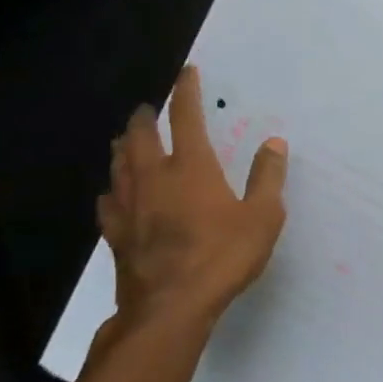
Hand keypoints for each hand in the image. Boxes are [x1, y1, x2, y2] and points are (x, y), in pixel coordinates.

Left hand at [95, 64, 287, 346]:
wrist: (170, 309)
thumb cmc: (222, 257)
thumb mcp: (262, 217)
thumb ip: (268, 178)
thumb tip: (274, 144)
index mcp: (191, 168)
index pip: (186, 118)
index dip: (185, 92)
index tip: (185, 72)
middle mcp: (154, 179)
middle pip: (140, 138)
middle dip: (143, 118)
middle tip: (146, 108)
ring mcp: (130, 208)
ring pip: (119, 166)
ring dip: (122, 148)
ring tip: (125, 140)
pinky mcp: (116, 236)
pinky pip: (108, 203)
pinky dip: (112, 190)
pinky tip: (112, 194)